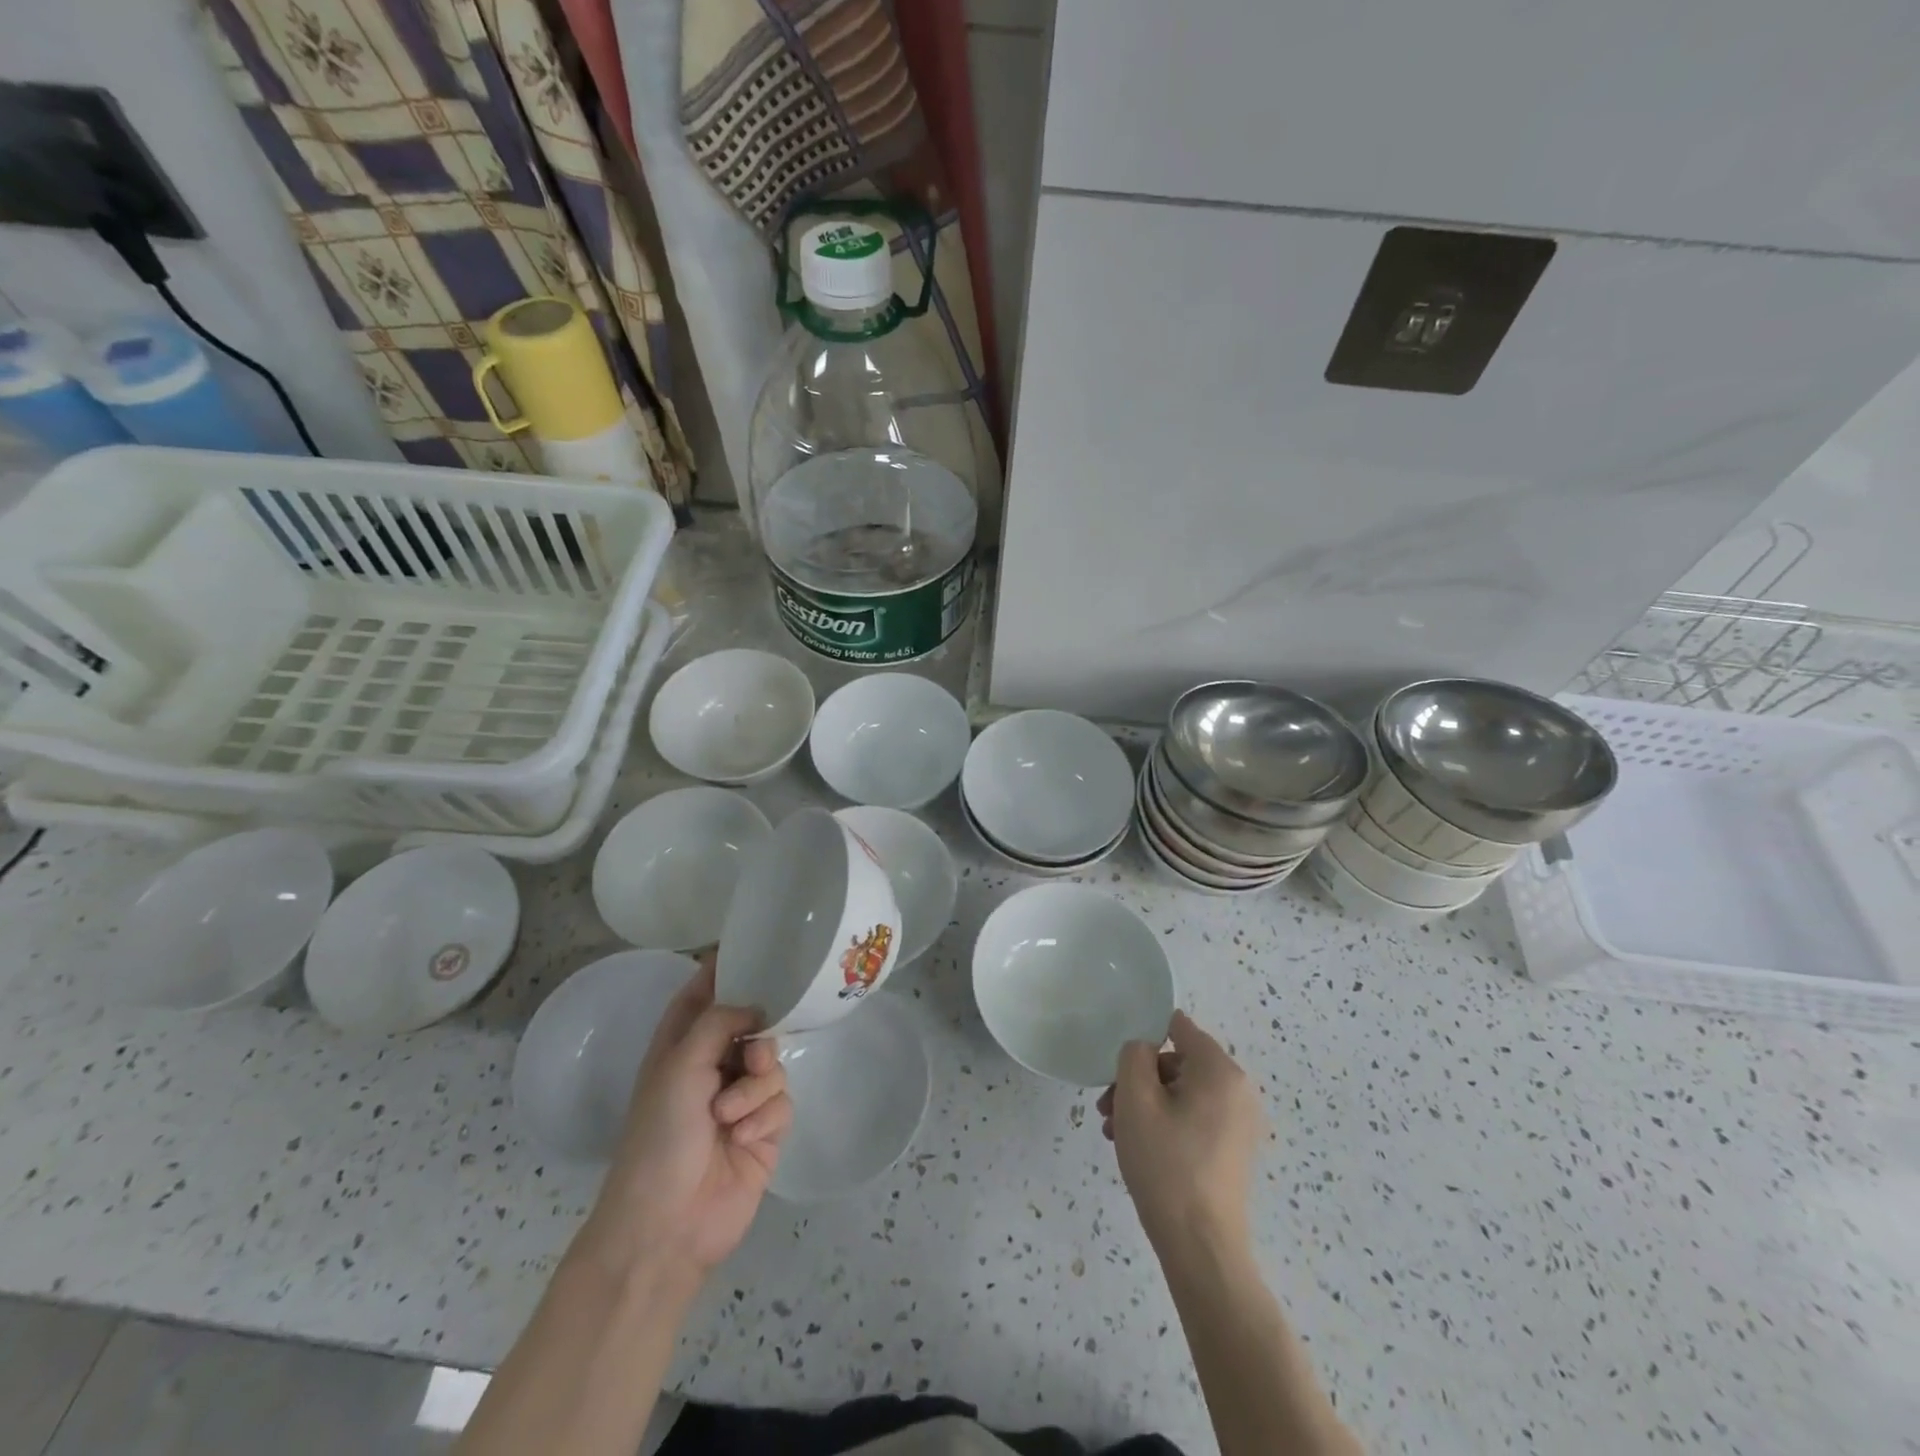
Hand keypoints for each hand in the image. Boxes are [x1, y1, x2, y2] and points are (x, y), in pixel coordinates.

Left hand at [583, 953, 791, 1277]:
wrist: (667, 1225)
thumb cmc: (660, 1137)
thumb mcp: (680, 1066)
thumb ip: (719, 1020)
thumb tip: (756, 1005)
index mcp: (681, 1044)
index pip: (704, 991)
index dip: (726, 968)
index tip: (759, 944)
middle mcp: (712, 1064)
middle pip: (753, 1022)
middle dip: (757, 1035)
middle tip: (751, 1054)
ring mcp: (740, 1097)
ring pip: (773, 1062)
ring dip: (755, 1087)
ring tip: (731, 1116)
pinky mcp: (764, 1127)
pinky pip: (782, 1099)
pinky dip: (764, 1115)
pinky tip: (744, 1138)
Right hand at [1098, 1011, 1264, 1253]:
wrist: (1201, 1247)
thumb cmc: (1166, 1164)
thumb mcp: (1136, 1100)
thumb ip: (1134, 1056)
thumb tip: (1144, 1047)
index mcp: (1220, 1071)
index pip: (1178, 1027)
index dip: (1145, 1036)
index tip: (1119, 1063)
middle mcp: (1238, 1090)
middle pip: (1177, 1063)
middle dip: (1138, 1079)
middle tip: (1107, 1107)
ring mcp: (1239, 1123)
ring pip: (1181, 1093)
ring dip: (1145, 1104)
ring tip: (1114, 1132)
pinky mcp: (1232, 1150)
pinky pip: (1193, 1118)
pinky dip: (1164, 1123)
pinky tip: (1137, 1148)